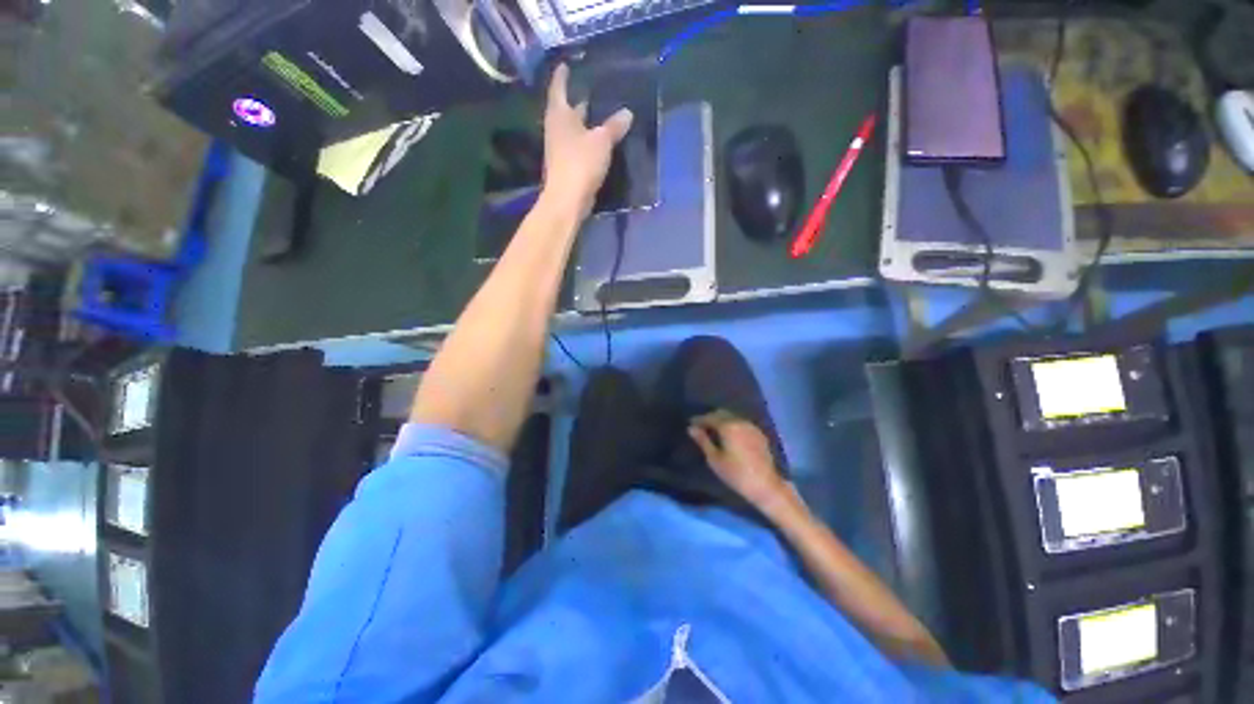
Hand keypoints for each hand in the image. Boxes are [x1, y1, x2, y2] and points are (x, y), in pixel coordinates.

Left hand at [541, 64, 633, 219]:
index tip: (566, 65)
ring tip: (598, 114)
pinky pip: (578, 147)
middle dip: (576, 100)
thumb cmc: (581, 163)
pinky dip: (587, 140)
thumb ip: (614, 126)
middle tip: (589, 90)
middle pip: (566, 110)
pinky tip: (599, 141)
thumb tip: (627, 113)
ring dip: (583, 122)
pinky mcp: (567, 166)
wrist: (567, 199)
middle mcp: (556, 129)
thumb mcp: (602, 141)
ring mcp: (560, 149)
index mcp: (560, 115)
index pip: (559, 88)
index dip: (562, 76)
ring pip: (573, 129)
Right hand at [688, 410, 791, 512]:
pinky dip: (732, 425)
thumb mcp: (714, 459)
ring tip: (714, 431)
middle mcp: (740, 421)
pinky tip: (729, 435)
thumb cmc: (736, 474)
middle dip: (710, 418)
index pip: (709, 417)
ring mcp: (751, 427)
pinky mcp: (759, 434)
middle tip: (701, 427)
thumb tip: (691, 428)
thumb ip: (703, 441)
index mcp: (728, 426)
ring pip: (732, 417)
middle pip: (721, 413)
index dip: (698, 420)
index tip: (691, 424)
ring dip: (722, 421)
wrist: (766, 485)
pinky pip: (741, 423)